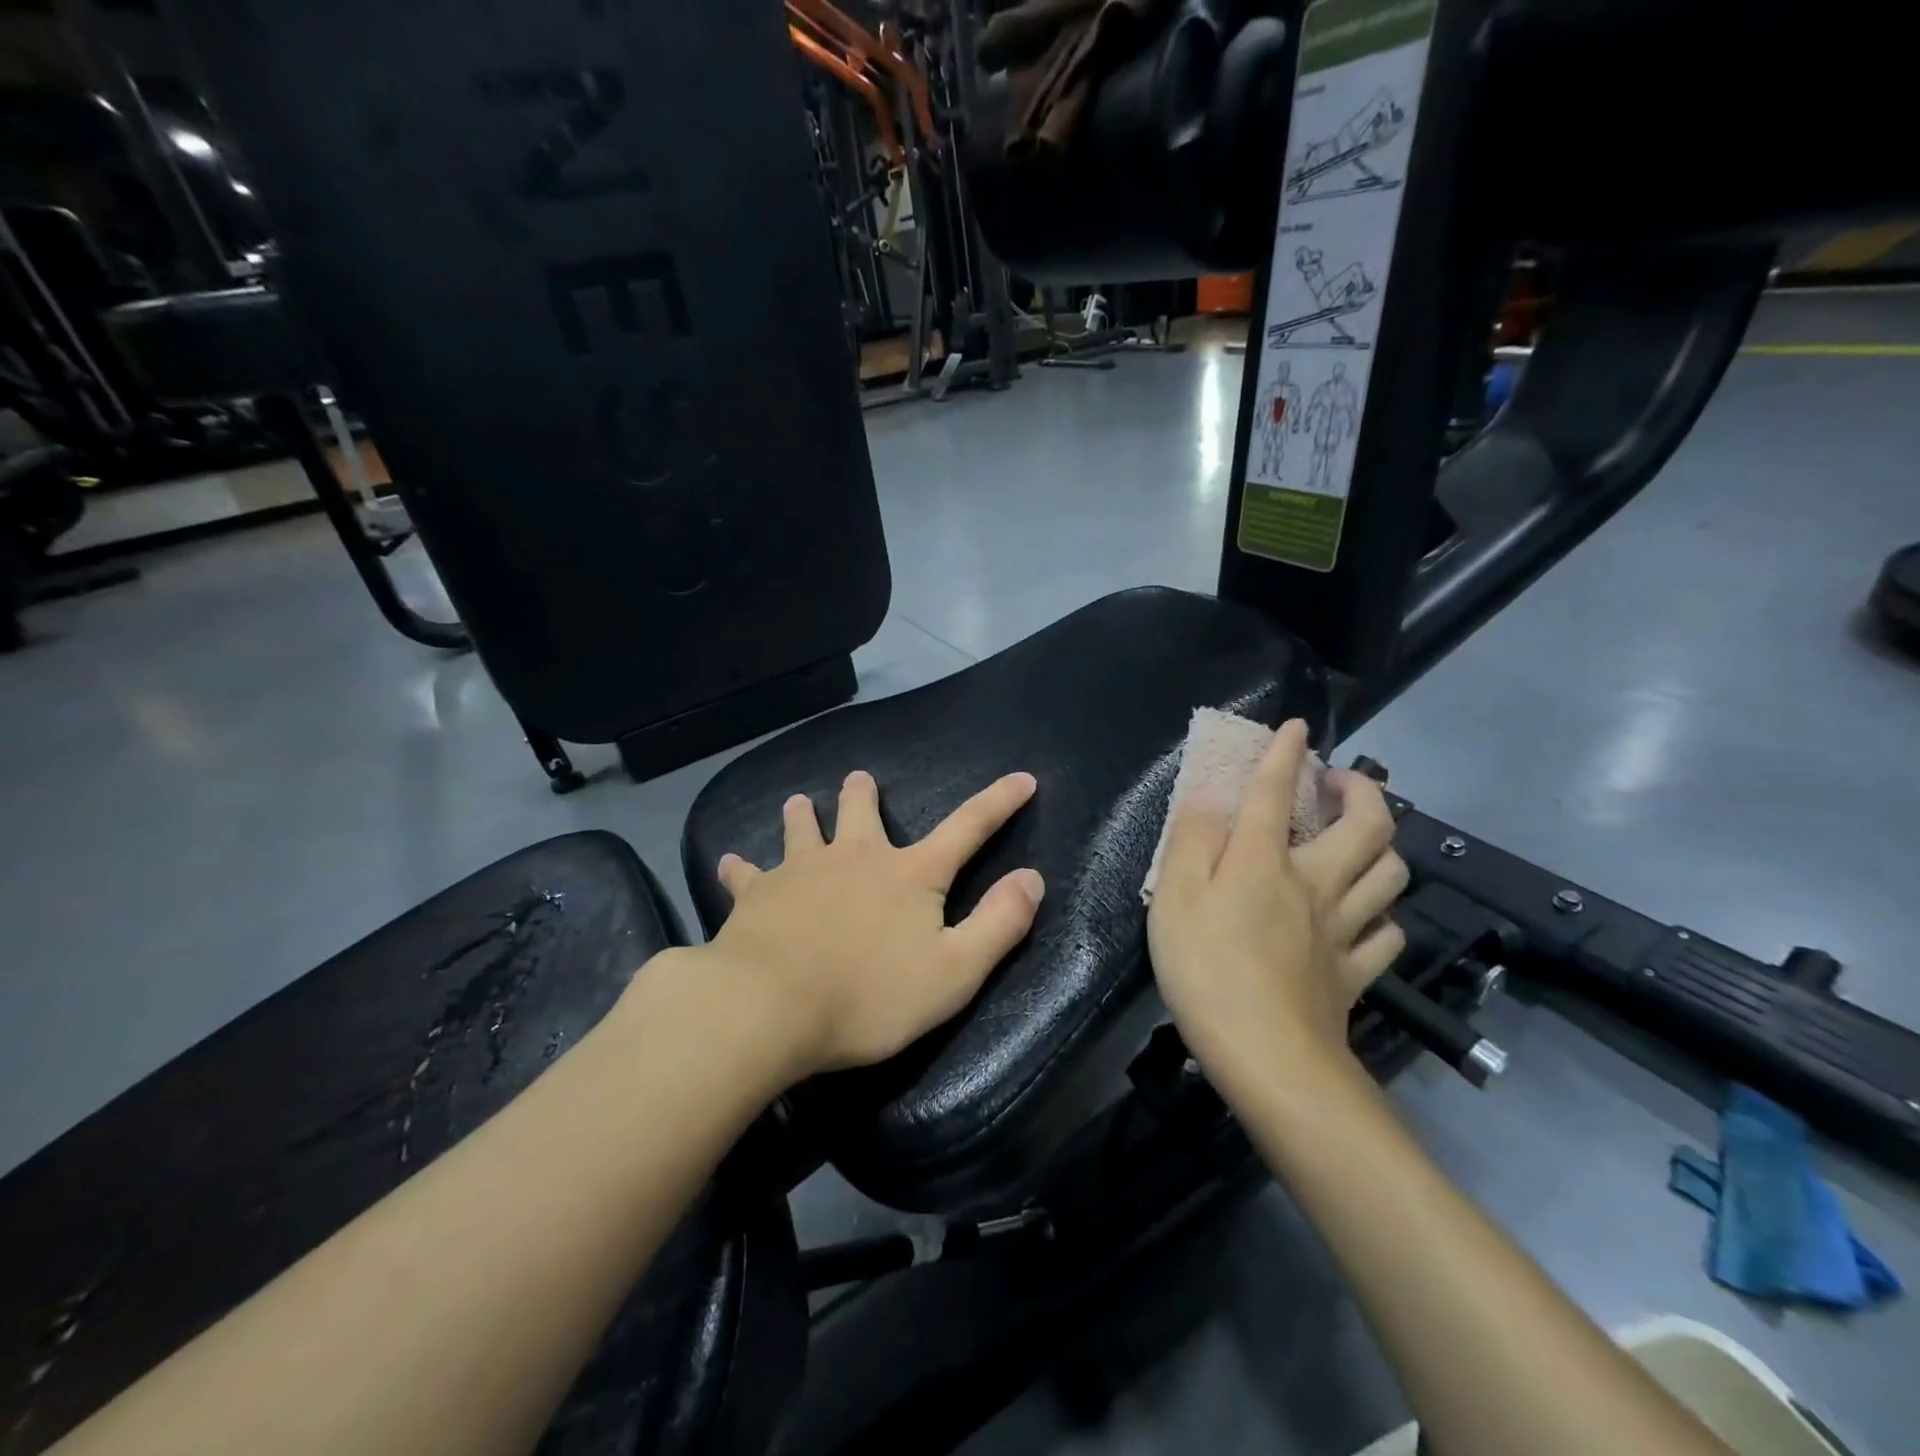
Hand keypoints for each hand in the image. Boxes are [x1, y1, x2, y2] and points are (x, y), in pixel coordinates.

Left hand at [703, 770, 1044, 1079]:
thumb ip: (998, 924)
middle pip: (862, 813)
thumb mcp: (954, 972)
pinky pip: (746, 876)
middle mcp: (856, 858)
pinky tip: (732, 864)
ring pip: (802, 830)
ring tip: (798, 803)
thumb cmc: (869, 996)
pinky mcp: (757, 896)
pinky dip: (742, 870)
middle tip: (859, 779)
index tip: (1023, 778)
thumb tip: (1032, 878)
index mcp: (910, 874)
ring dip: (802, 816)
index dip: (1000, 802)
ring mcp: (801, 872)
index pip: (968, 827)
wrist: (769, 1007)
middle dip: (864, 794)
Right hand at [1146, 719, 1406, 1088]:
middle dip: (1363, 791)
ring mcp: (1344, 930)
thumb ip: (1191, 839)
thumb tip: (1209, 794)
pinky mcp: (1356, 973)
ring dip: (1384, 845)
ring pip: (1391, 875)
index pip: (1276, 792)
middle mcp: (1316, 884)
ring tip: (1360, 838)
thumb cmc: (1206, 968)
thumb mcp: (1173, 896)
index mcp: (1265, 861)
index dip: (1285, 753)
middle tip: (1341, 782)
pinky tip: (1366, 914)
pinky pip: (1388, 935)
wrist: (1267, 1056)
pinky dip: (1382, 915)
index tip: (1294, 727)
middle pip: (1367, 827)